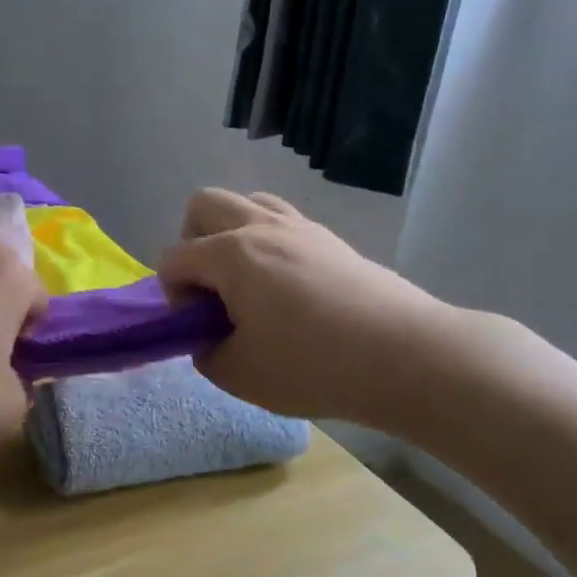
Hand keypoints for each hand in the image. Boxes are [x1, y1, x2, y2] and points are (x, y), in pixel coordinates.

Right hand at [159, 189, 456, 423]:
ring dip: (230, 234)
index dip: (172, 295)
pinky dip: (266, 241)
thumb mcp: (239, 374)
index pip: (174, 258)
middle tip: (210, 290)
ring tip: (245, 282)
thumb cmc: (312, 365)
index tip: (196, 327)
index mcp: (231, 254)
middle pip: (203, 205)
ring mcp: (300, 227)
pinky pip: (281, 220)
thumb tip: (208, 337)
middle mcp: (261, 226)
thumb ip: (206, 352)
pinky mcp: (330, 239)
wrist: (405, 356)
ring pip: (247, 202)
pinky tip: (283, 286)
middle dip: (191, 244)